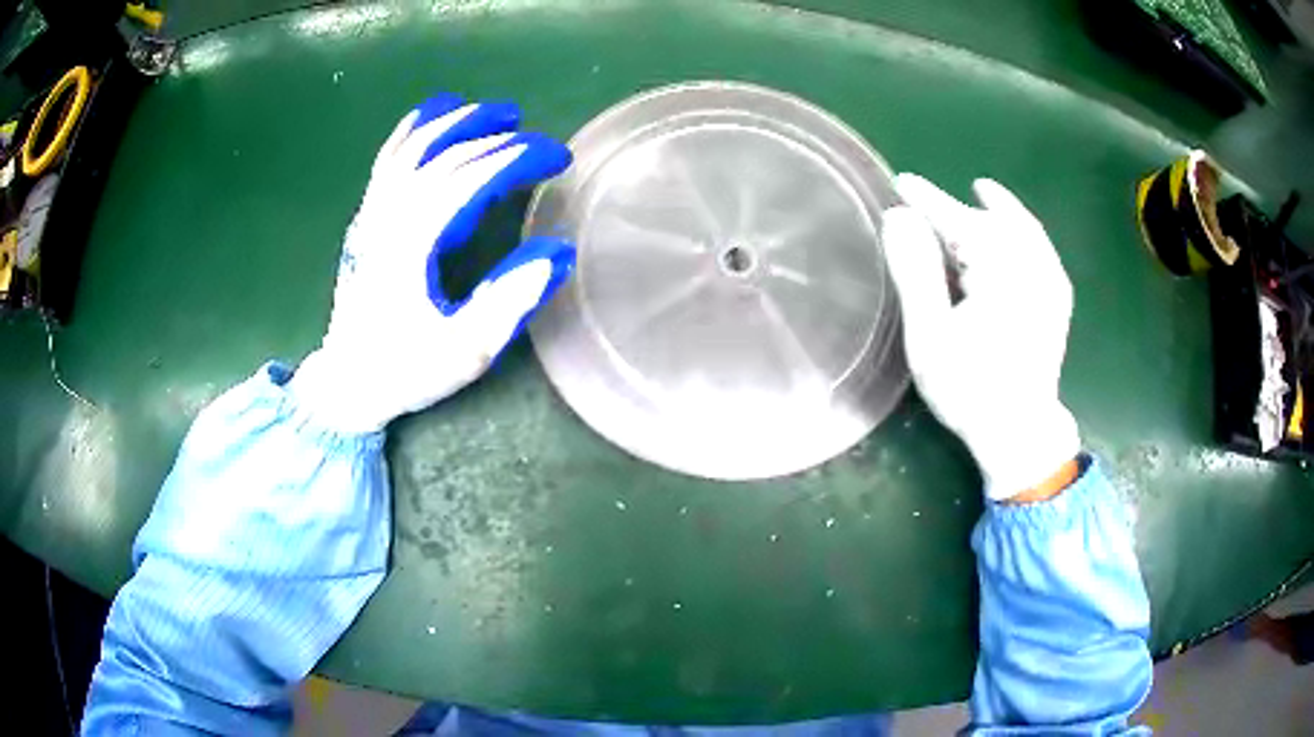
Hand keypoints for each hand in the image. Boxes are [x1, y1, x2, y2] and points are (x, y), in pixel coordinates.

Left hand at [290, 94, 574, 432]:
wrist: (346, 382)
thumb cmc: (405, 368)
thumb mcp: (465, 350)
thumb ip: (510, 299)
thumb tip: (557, 251)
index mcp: (414, 242)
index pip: (471, 177)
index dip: (518, 158)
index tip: (558, 159)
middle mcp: (389, 215)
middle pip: (446, 153)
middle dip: (497, 135)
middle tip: (537, 136)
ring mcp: (372, 212)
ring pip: (413, 146)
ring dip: (456, 121)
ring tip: (495, 113)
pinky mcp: (365, 218)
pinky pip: (387, 158)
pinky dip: (412, 130)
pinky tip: (432, 115)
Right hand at [881, 174, 1079, 500]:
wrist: (1020, 433)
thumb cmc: (970, 389)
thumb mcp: (930, 335)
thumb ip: (915, 272)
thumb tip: (899, 216)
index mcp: (998, 269)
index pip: (956, 220)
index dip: (927, 200)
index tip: (902, 182)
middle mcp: (1030, 264)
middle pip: (990, 221)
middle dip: (958, 208)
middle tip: (927, 201)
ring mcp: (1050, 280)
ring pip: (1021, 229)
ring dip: (998, 210)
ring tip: (982, 192)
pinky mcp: (1058, 297)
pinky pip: (1041, 247)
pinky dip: (1025, 229)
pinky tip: (1017, 229)